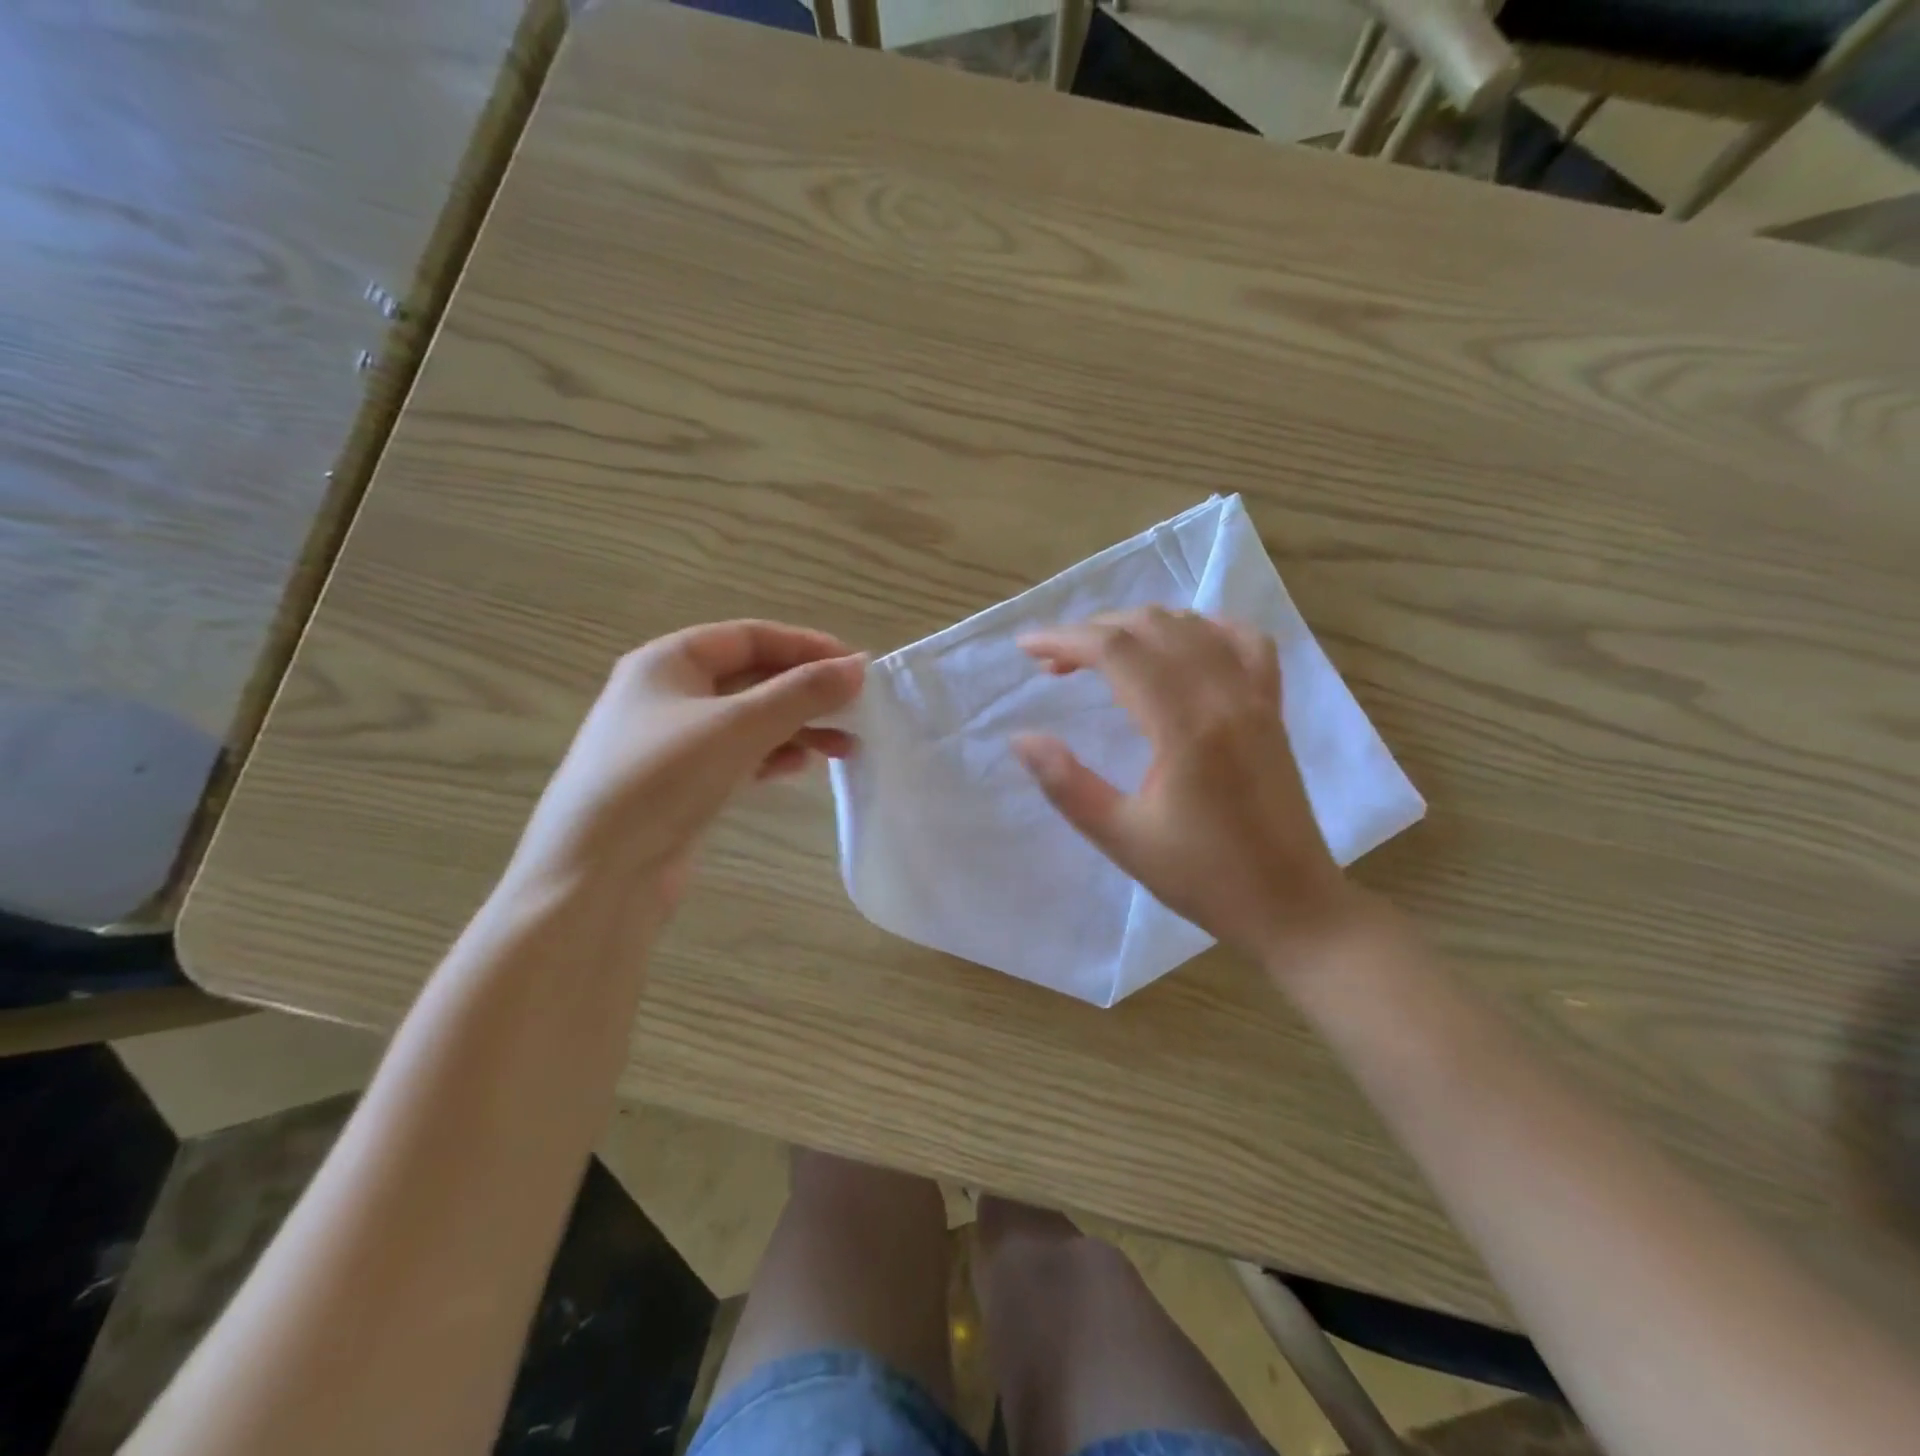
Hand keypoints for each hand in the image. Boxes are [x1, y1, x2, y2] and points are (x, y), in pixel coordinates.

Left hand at [503, 621, 863, 911]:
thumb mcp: (738, 726)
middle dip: (805, 693)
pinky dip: (770, 757)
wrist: (595, 876)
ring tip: (842, 748)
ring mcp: (670, 743)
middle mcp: (666, 694)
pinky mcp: (678, 785)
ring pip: (747, 721)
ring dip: (795, 728)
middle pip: (751, 678)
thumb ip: (802, 693)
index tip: (856, 668)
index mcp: (668, 661)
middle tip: (856, 711)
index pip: (750, 636)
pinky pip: (736, 756)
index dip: (806, 646)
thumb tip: (858, 668)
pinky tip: (799, 769)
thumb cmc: (662, 780)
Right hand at [1014, 608, 1364, 966]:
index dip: (1065, 640)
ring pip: (1193, 627)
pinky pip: (1245, 642)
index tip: (1026, 649)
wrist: (1291, 905)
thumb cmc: (1203, 877)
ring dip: (1139, 626)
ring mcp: (1255, 697)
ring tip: (1102, 654)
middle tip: (1054, 664)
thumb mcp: (1122, 838)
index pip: (1117, 652)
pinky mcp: (1271, 708)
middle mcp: (1224, 695)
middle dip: (1093, 631)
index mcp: (1185, 726)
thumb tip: (1021, 739)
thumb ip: (1066, 784)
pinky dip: (1204, 629)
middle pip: (1152, 627)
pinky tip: (1181, 644)